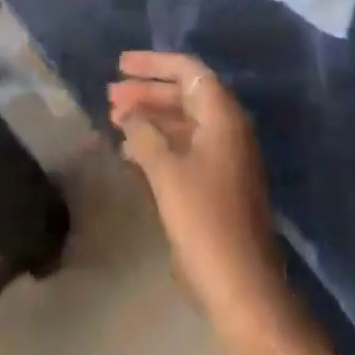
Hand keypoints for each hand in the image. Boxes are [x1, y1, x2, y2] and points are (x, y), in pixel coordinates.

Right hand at [111, 52, 350, 354]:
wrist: (244, 290)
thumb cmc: (205, 220)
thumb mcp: (166, 173)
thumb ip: (144, 135)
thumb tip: (128, 114)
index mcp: (222, 115)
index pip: (187, 70)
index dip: (153, 64)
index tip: (121, 65)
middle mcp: (228, 128)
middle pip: (184, 94)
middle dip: (146, 92)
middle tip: (110, 96)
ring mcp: (227, 157)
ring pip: (184, 122)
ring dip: (151, 118)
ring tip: (115, 122)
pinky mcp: (221, 184)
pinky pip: (187, 147)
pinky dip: (161, 144)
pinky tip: (133, 154)